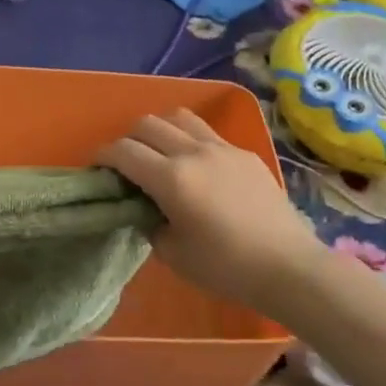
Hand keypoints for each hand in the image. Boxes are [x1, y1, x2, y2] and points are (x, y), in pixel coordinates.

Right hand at [96, 110, 322, 318]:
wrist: (289, 266)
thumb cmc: (227, 268)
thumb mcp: (174, 255)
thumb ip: (151, 225)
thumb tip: (146, 209)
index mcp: (171, 178)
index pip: (124, 151)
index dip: (103, 155)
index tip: (97, 166)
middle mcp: (193, 152)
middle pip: (147, 124)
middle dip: (128, 138)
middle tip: (126, 162)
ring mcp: (221, 148)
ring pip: (179, 117)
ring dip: (160, 129)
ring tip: (159, 152)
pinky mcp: (244, 152)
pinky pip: (207, 132)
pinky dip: (189, 139)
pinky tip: (196, 165)